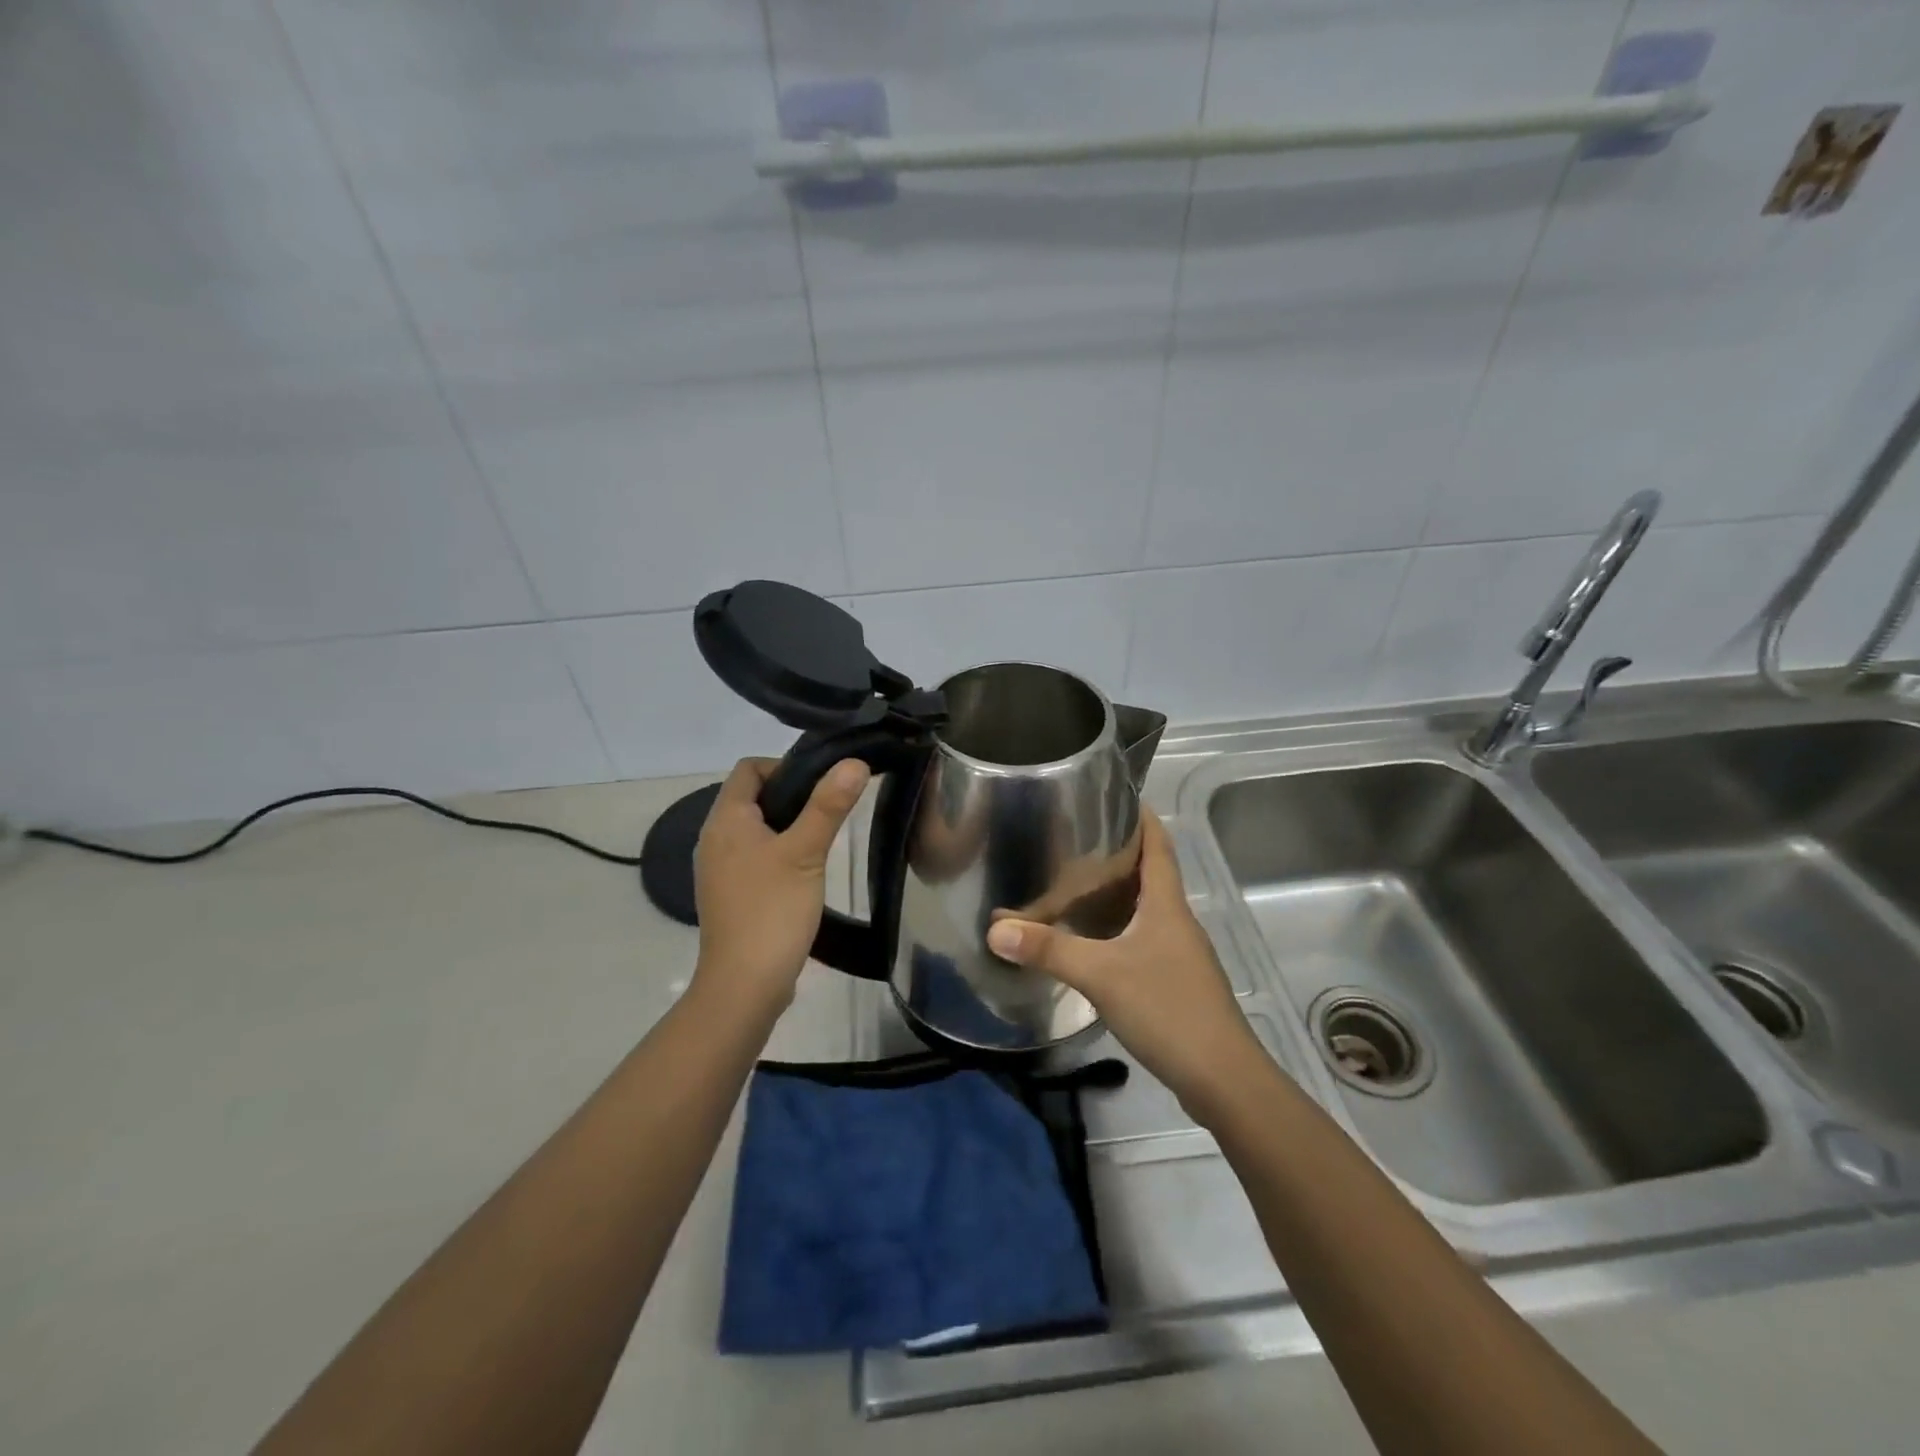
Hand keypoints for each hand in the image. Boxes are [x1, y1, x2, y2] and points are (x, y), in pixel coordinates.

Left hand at [691, 756, 869, 1013]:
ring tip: (822, 838)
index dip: (785, 766)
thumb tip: (854, 762)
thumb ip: (828, 805)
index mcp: (725, 820)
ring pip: (755, 828)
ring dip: (787, 825)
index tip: (822, 784)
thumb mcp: (806, 852)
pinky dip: (778, 853)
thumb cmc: (772, 911)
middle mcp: (714, 838)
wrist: (744, 985)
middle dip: (792, 796)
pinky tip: (805, 871)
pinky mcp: (730, 894)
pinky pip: (754, 857)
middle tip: (830, 809)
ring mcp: (719, 869)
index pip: (749, 768)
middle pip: (752, 797)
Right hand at [986, 811, 1266, 1115]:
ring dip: (1119, 894)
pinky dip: (1120, 930)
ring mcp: (1181, 954)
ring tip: (1076, 886)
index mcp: (1167, 905)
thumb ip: (1048, 950)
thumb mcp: (1101, 974)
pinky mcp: (1177, 983)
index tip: (1116, 796)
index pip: (1159, 845)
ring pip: (1147, 910)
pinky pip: (1145, 941)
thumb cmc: (1167, 1008)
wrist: (1222, 1079)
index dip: (1142, 817)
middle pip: (1152, 874)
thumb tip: (995, 928)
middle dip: (1120, 854)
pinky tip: (1094, 943)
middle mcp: (1178, 922)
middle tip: (1076, 840)